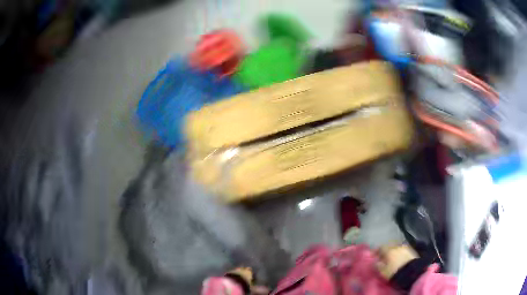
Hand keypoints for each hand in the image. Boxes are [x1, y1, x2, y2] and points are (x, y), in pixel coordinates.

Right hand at [376, 245, 417, 279]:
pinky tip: (399, 258)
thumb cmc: (395, 272)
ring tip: (392, 258)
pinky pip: (403, 250)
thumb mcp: (383, 271)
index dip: (377, 251)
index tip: (374, 255)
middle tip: (383, 256)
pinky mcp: (412, 250)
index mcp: (389, 250)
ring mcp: (406, 247)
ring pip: (397, 247)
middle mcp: (397, 246)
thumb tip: (376, 261)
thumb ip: (378, 265)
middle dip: (386, 250)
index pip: (381, 247)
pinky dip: (400, 253)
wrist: (412, 271)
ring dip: (394, 251)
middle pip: (390, 246)